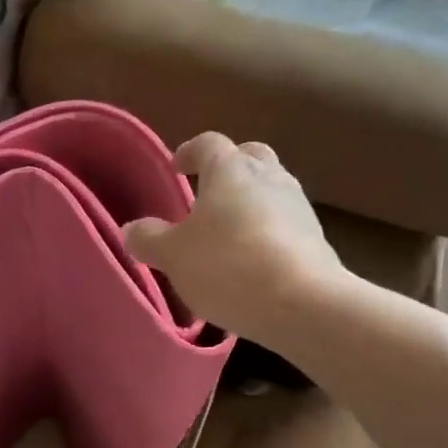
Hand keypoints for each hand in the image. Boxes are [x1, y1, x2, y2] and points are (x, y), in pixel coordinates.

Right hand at [123, 133, 347, 347]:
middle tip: (208, 192)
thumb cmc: (226, 265)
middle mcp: (269, 176)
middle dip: (229, 169)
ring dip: (251, 202)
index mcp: (230, 169)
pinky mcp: (317, 238)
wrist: (302, 303)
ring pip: (271, 189)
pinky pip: (286, 223)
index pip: (208, 143)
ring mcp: (299, 206)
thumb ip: (148, 239)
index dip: (190, 152)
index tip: (176, 167)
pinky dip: (268, 232)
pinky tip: (254, 260)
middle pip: (250, 157)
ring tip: (229, 232)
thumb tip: (131, 229)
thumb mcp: (172, 255)